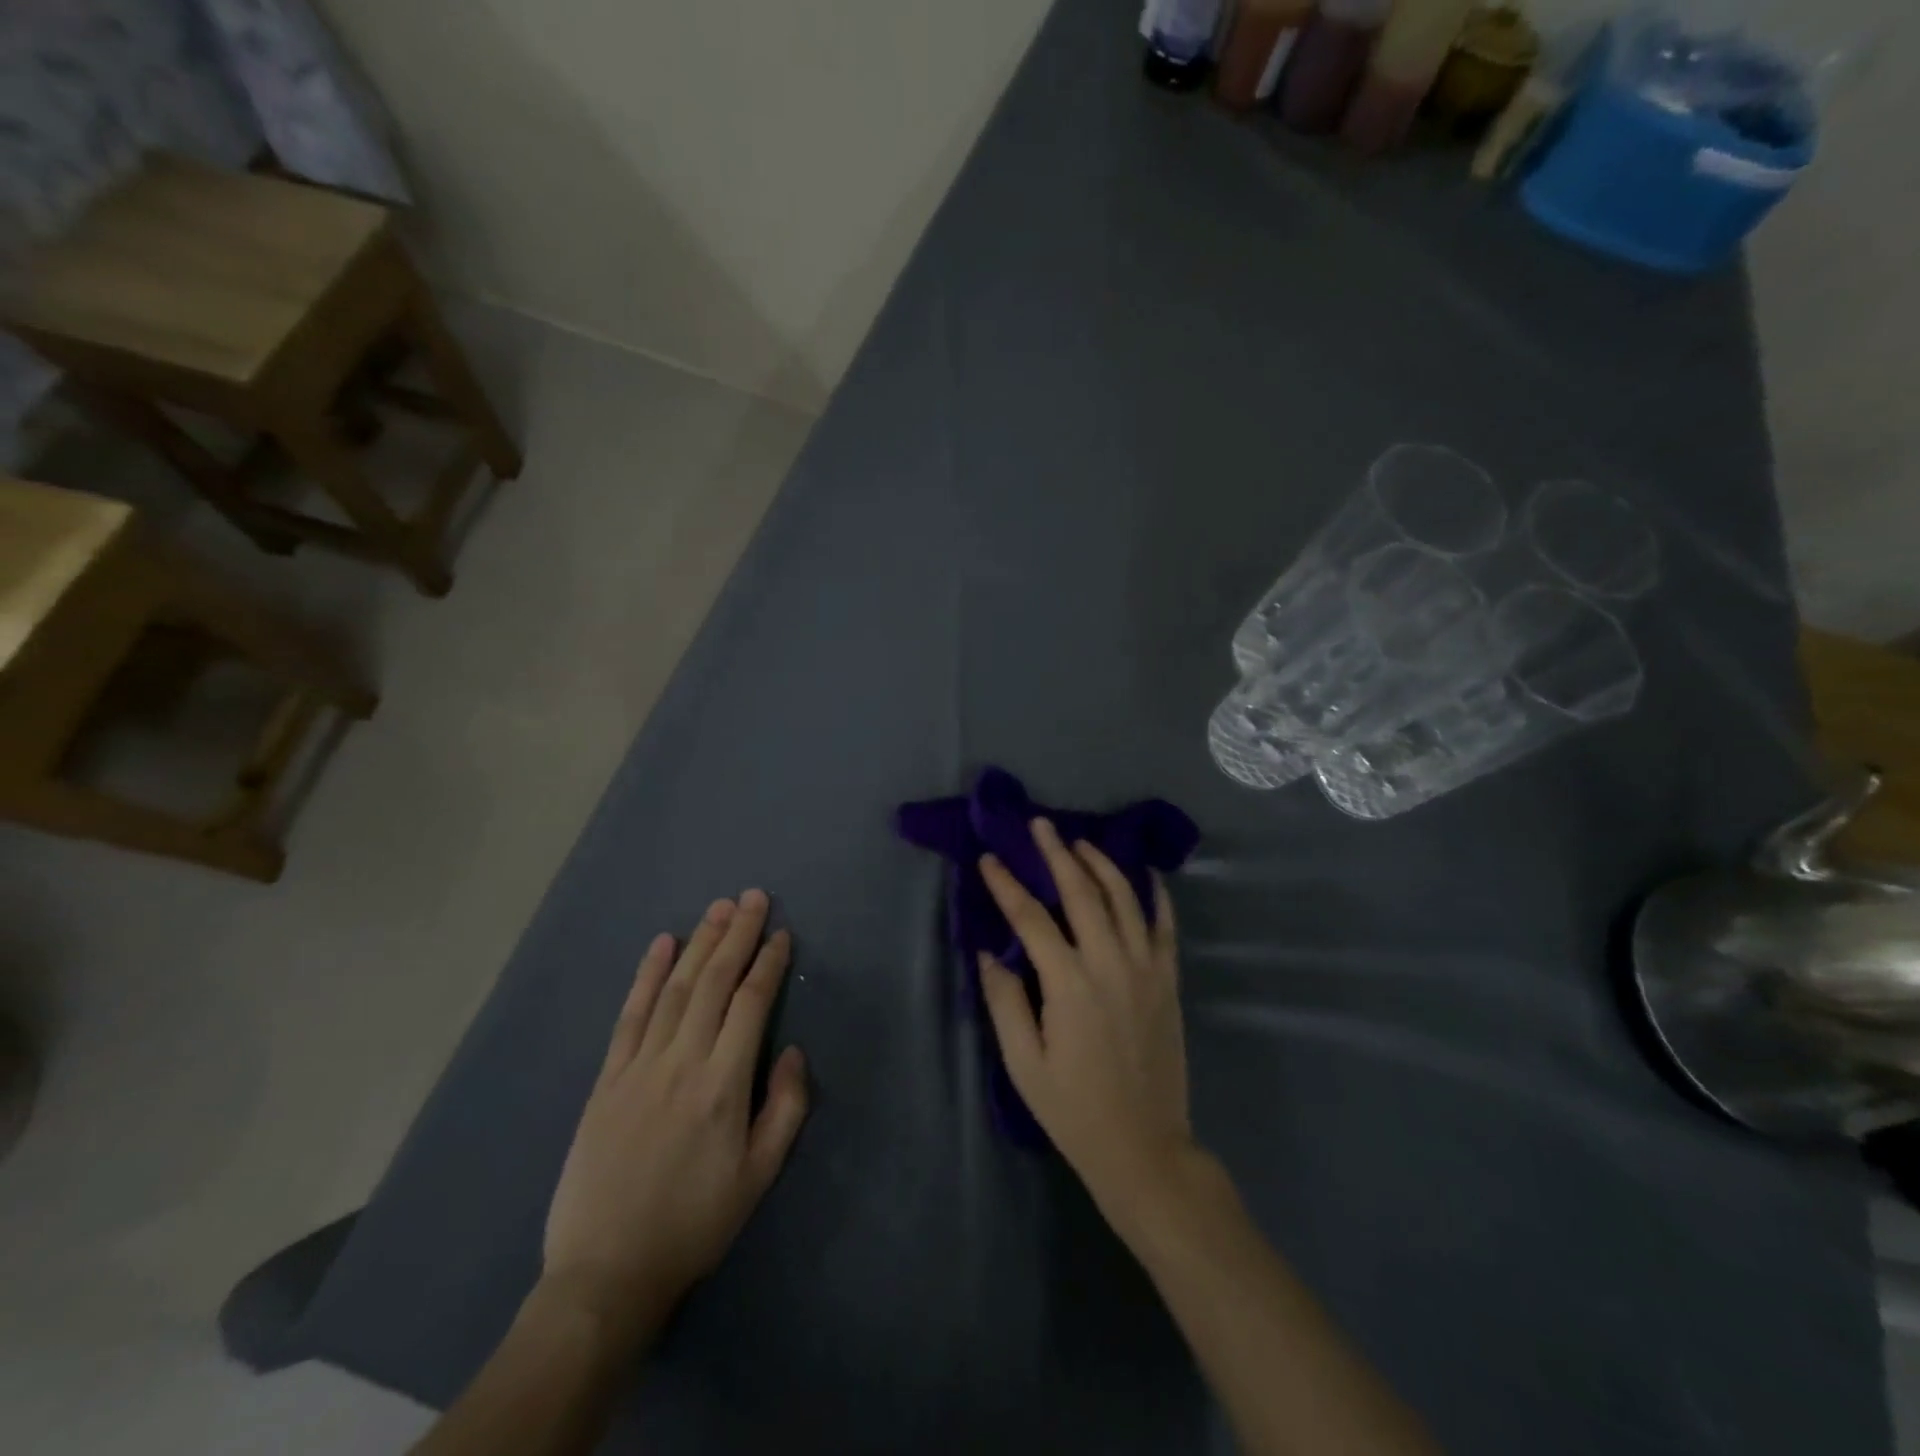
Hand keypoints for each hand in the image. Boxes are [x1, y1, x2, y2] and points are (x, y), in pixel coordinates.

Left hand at [543, 891, 808, 1334]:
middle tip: (753, 897)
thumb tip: (793, 1051)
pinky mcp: (607, 1078)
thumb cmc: (694, 1224)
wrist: (606, 1273)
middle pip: (714, 982)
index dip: (768, 964)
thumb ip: (785, 1109)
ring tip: (718, 908)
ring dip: (698, 943)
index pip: (751, 1004)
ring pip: (675, 989)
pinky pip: (630, 1015)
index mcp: (723, 1085)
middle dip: (736, 934)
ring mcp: (639, 1066)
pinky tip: (660, 945)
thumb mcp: (758, 1178)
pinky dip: (646, 976)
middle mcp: (682, 1062)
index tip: (781, 935)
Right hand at [977, 819, 1195, 1218]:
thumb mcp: (1023, 1063)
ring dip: (1101, 863)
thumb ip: (1004, 1002)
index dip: (1007, 885)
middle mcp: (1110, 963)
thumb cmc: (1074, 1109)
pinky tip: (1145, 873)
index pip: (1031, 919)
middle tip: (1040, 825)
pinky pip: (1165, 925)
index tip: (988, 859)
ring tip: (1080, 842)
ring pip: (1125, 898)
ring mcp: (1146, 968)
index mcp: (1069, 984)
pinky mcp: (1168, 980)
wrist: (1144, 1147)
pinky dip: (1155, 894)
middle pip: (1082, 892)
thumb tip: (988, 952)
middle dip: (1057, 854)